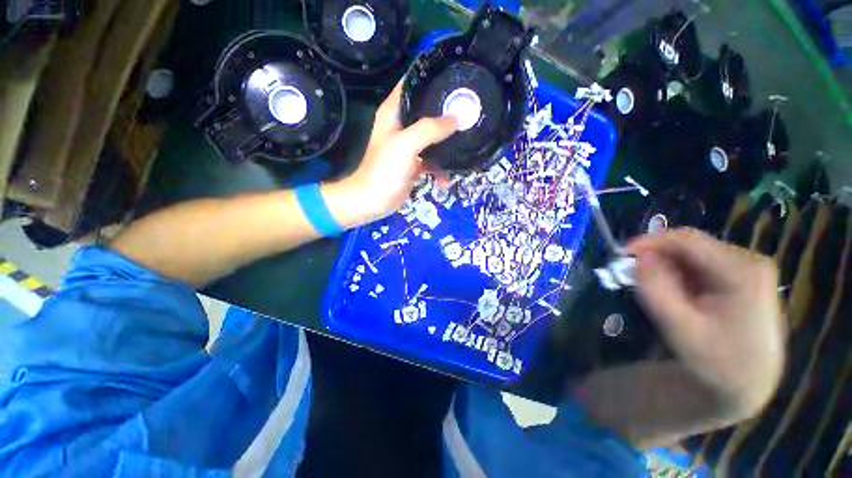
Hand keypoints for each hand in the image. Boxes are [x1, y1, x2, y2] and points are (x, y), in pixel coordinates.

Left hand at [323, 82, 457, 227]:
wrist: (373, 201)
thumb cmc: (384, 171)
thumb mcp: (406, 146)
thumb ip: (430, 129)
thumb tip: (456, 118)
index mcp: (394, 112)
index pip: (413, 84)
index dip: (431, 77)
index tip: (455, 76)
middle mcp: (402, 125)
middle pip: (428, 111)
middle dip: (447, 113)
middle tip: (469, 112)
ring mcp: (409, 146)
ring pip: (433, 138)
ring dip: (447, 147)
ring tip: (462, 152)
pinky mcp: (414, 164)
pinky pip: (432, 161)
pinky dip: (440, 170)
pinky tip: (445, 181)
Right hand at [627, 228, 785, 419]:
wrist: (750, 382)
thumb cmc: (717, 361)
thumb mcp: (680, 329)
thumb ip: (656, 290)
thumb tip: (639, 257)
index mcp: (742, 271)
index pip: (687, 240)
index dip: (649, 242)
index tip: (621, 255)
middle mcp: (748, 261)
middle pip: (690, 245)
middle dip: (657, 257)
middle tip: (633, 276)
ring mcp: (746, 267)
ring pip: (692, 254)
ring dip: (667, 268)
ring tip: (657, 292)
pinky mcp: (740, 275)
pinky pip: (699, 264)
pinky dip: (678, 275)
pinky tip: (677, 295)